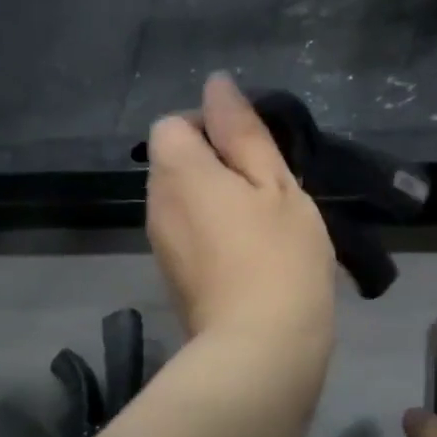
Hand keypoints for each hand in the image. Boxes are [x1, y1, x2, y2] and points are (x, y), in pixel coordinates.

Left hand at [146, 73, 336, 356]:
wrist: (260, 351)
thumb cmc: (279, 259)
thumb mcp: (276, 185)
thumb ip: (243, 132)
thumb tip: (217, 85)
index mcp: (178, 173)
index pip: (173, 123)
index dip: (211, 126)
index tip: (255, 154)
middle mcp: (156, 205)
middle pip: (176, 164)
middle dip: (218, 166)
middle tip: (270, 192)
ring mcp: (161, 247)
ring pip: (185, 203)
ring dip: (219, 203)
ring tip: (266, 228)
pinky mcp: (174, 281)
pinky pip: (190, 237)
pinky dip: (215, 236)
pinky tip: (252, 259)